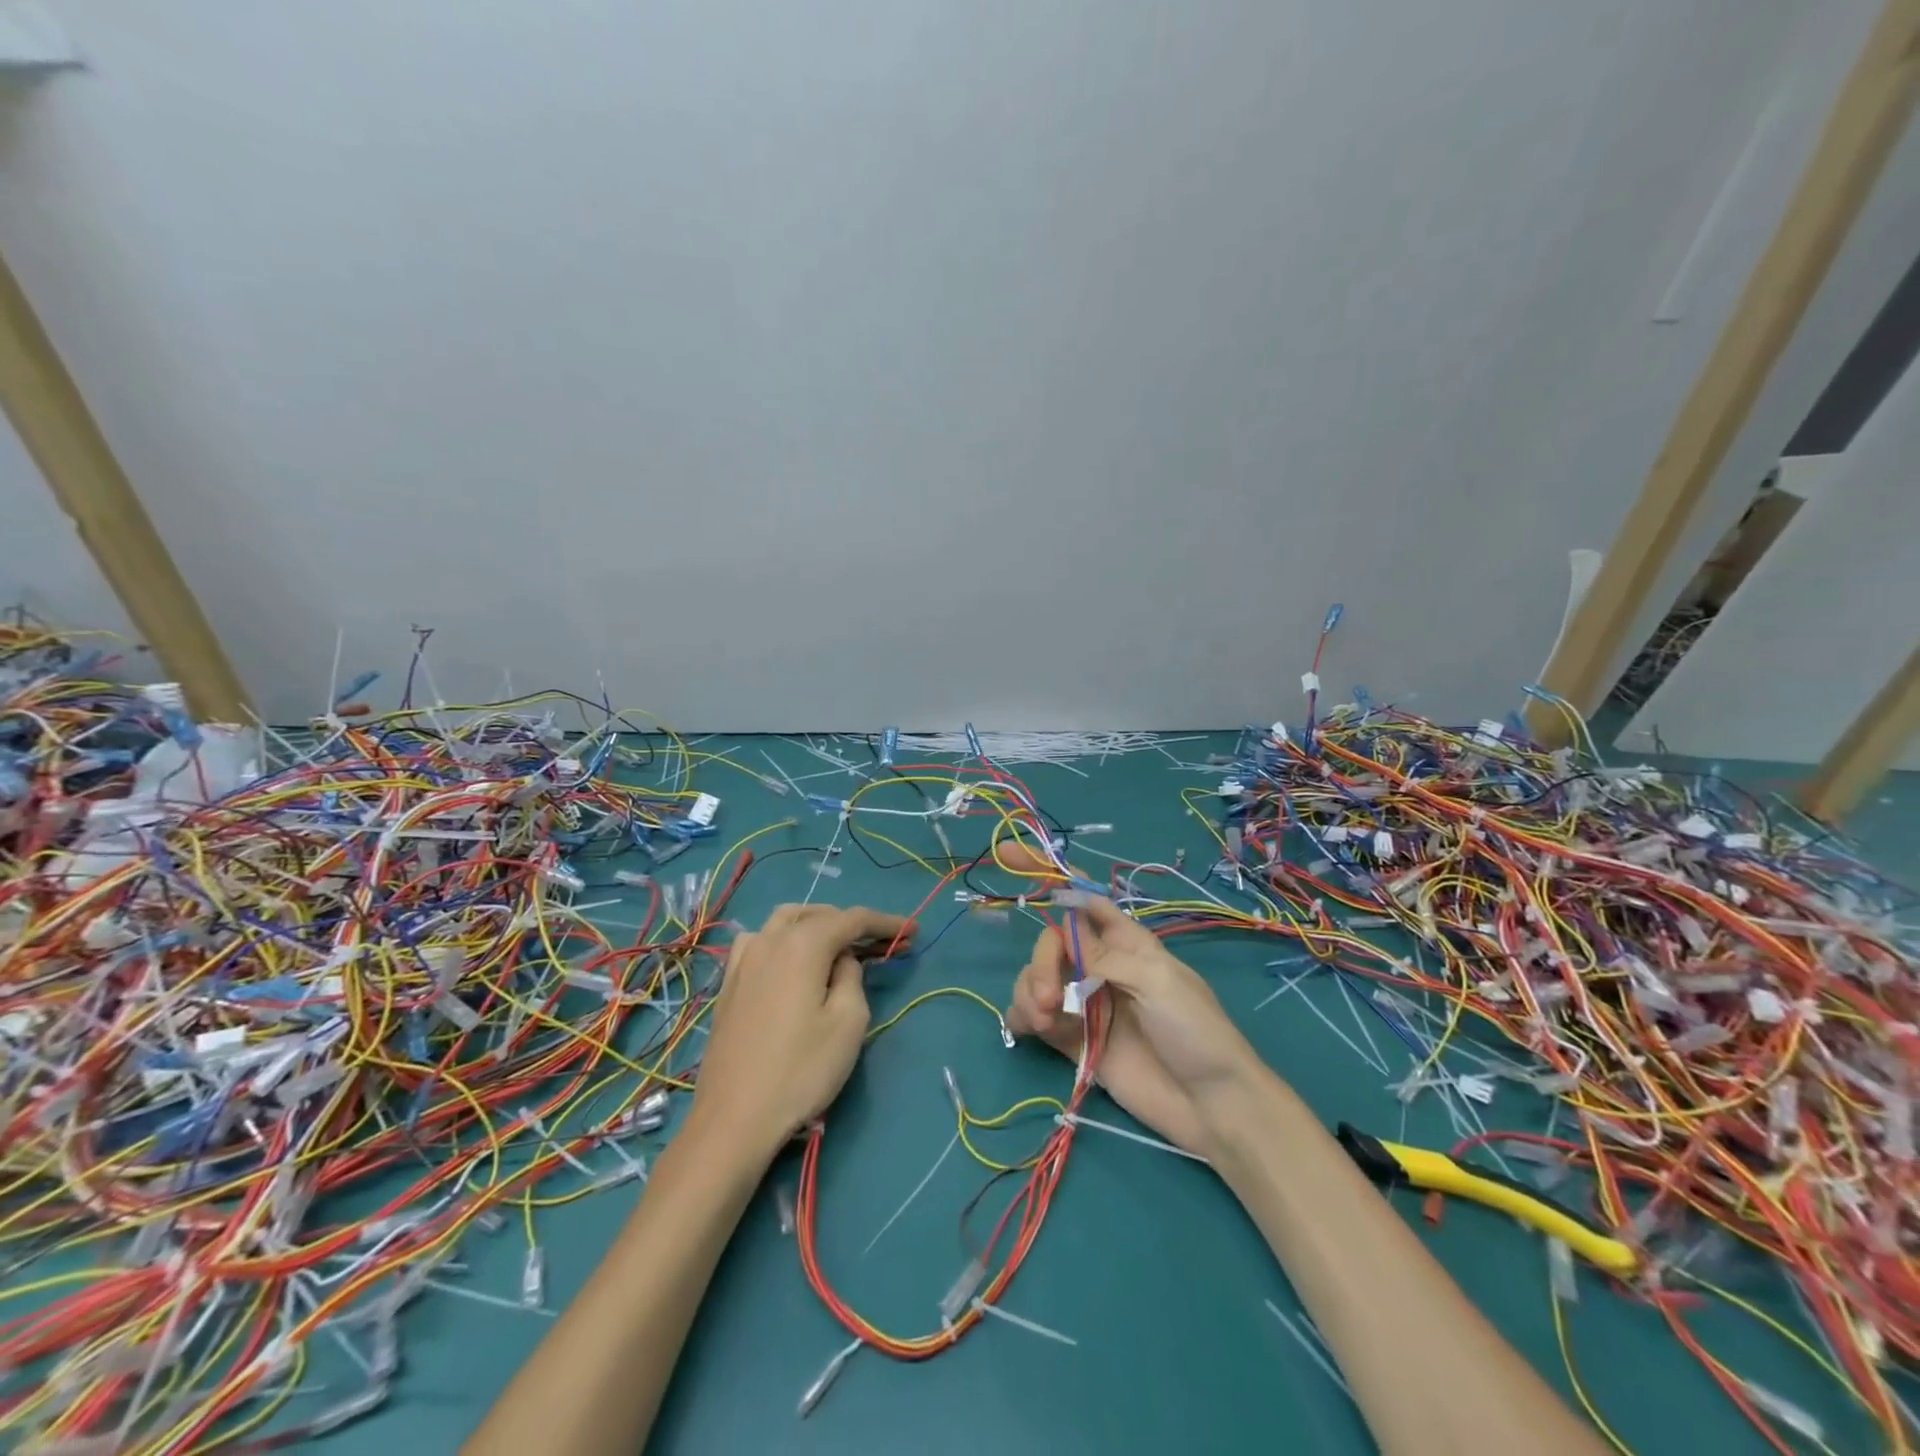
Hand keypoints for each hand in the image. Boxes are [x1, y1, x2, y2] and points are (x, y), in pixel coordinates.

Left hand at [691, 904, 911, 1158]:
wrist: (733, 1118)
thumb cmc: (801, 1070)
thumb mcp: (848, 1023)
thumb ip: (852, 977)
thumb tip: (841, 961)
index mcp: (803, 943)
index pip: (853, 919)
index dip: (886, 922)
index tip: (913, 931)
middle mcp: (770, 939)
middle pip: (818, 915)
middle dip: (852, 924)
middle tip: (882, 944)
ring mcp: (744, 960)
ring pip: (785, 921)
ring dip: (816, 924)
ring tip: (838, 946)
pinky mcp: (729, 983)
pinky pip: (760, 940)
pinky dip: (785, 938)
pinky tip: (791, 960)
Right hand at [1007, 890, 1265, 1157]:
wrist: (1211, 1106)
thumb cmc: (1195, 1031)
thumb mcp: (1157, 981)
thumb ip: (1105, 957)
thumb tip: (1062, 934)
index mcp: (1125, 941)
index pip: (1083, 899)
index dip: (1051, 876)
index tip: (1010, 855)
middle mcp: (1100, 966)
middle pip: (1051, 944)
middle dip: (1040, 963)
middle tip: (1046, 998)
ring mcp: (1085, 1004)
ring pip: (1036, 978)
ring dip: (1028, 991)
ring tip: (1043, 1021)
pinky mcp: (1073, 1040)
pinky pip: (1034, 1017)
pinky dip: (1022, 1016)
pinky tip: (1030, 1029)